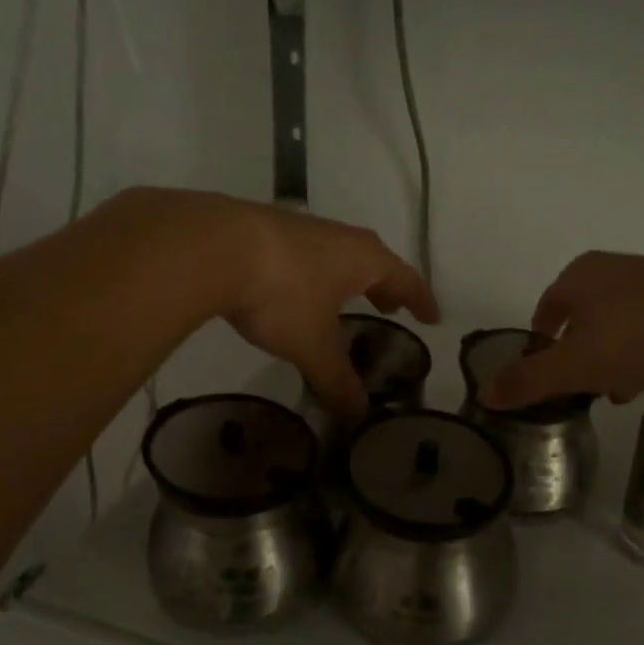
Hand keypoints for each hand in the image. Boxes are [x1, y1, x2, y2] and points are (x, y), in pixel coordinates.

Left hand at [216, 198, 438, 419]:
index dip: (420, 300)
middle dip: (384, 286)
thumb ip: (337, 380)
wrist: (212, 247)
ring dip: (348, 278)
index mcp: (364, 259)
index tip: (431, 317)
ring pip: (337, 255)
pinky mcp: (265, 230)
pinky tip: (296, 289)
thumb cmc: (282, 294)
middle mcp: (339, 237)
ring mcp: (301, 229)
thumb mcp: (313, 345)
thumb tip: (358, 415)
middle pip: (374, 261)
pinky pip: (306, 255)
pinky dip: (314, 274)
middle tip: (390, 308)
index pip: (406, 279)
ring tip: (344, 299)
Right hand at [484, 251, 643, 408]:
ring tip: (611, 389)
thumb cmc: (633, 337)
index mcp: (578, 275)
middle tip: (576, 384)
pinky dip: (639, 351)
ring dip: (608, 354)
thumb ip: (527, 380)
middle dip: (576, 351)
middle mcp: (612, 268)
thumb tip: (485, 394)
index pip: (545, 308)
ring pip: (616, 323)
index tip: (542, 370)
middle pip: (581, 316)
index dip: (539, 341)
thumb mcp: (572, 366)